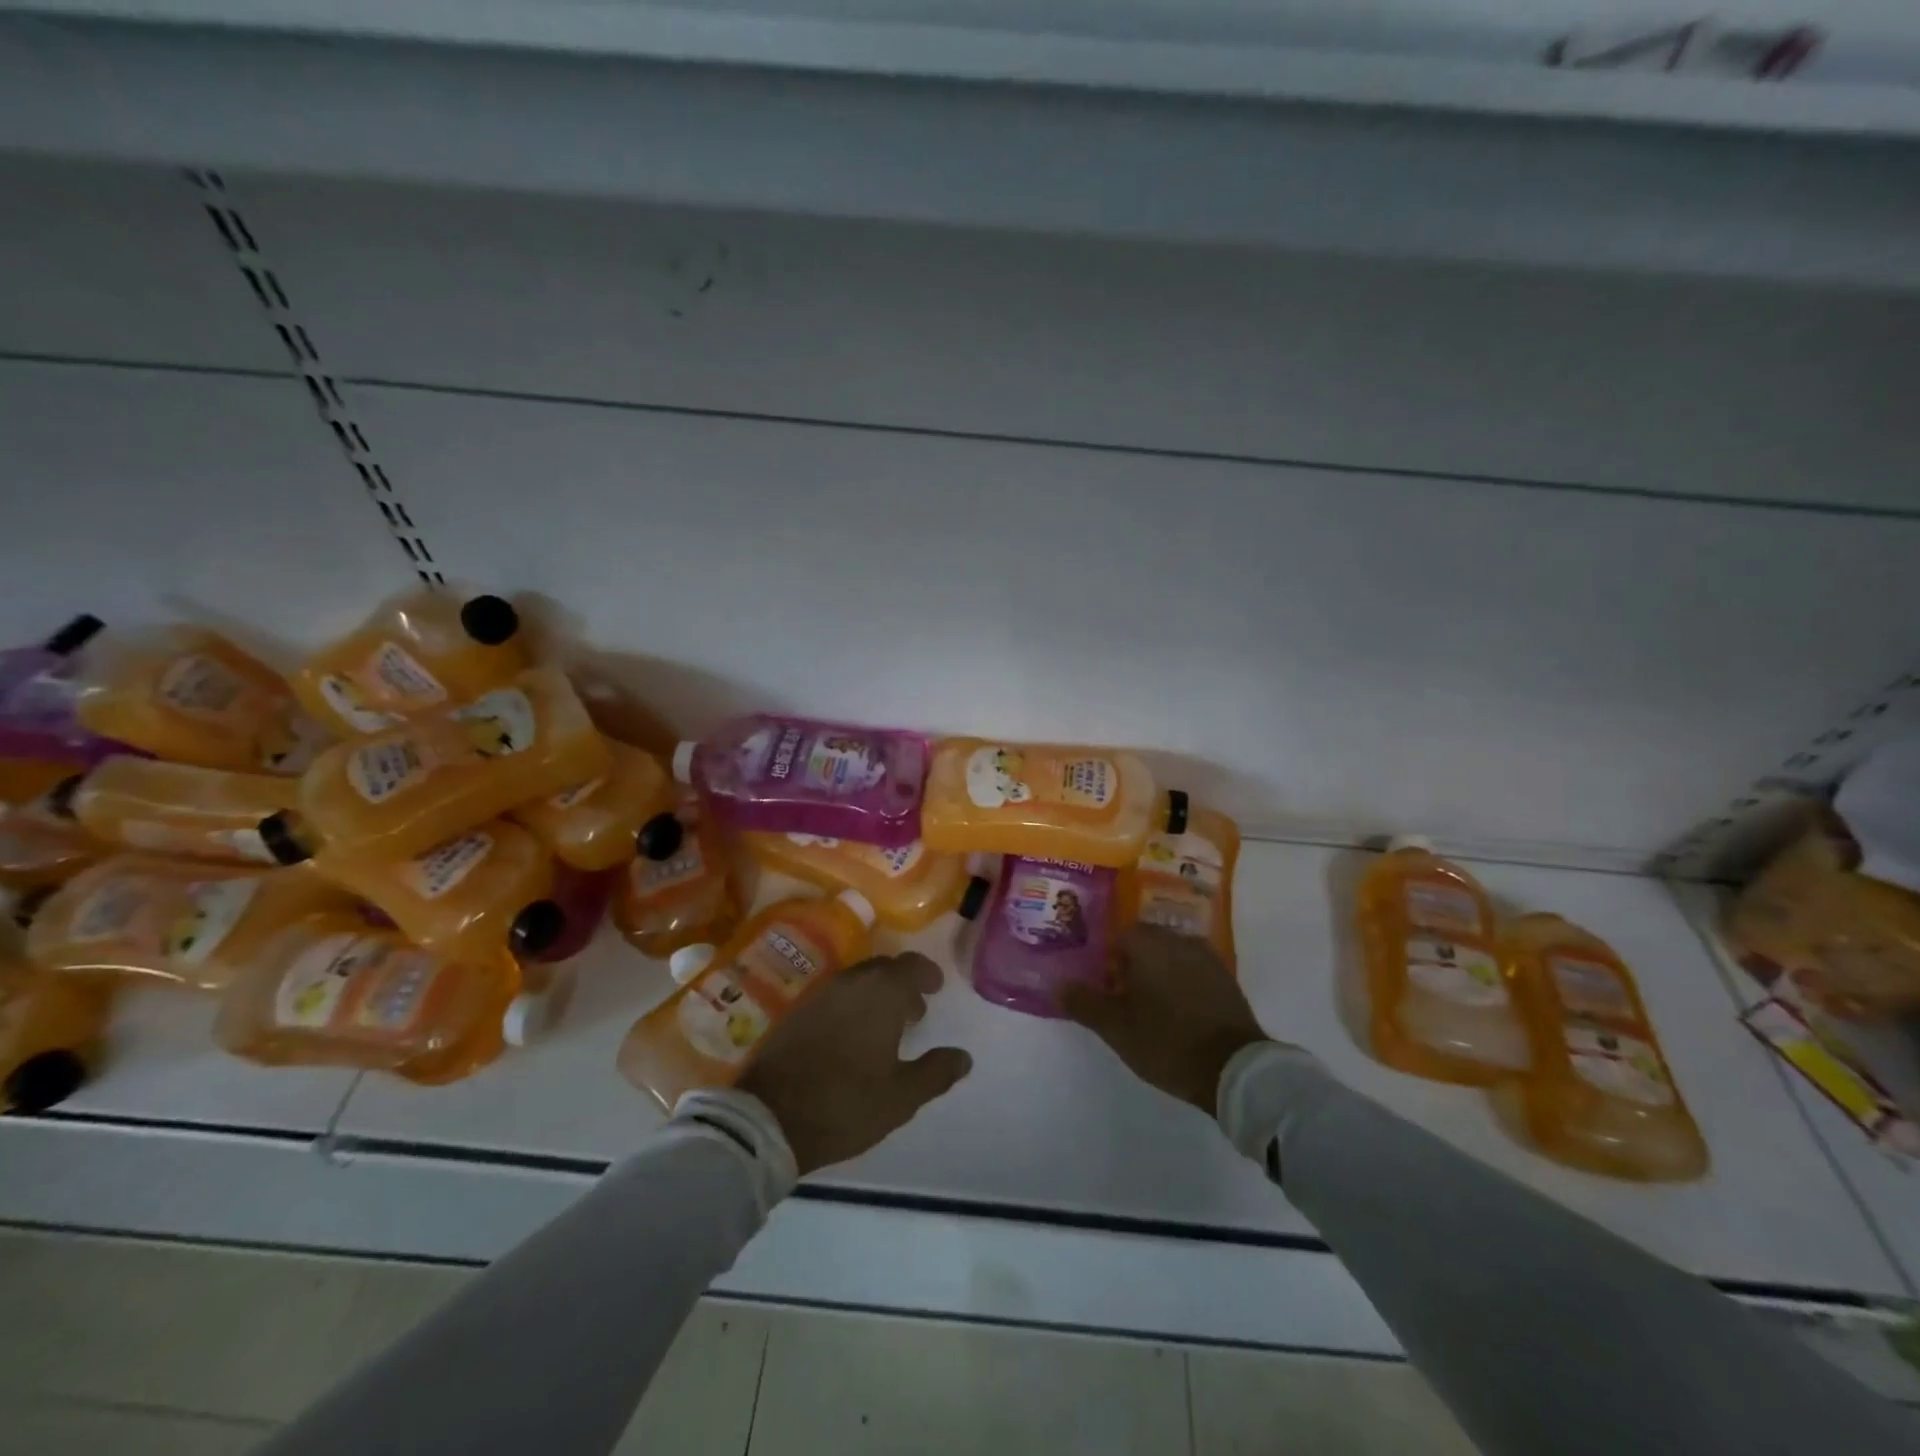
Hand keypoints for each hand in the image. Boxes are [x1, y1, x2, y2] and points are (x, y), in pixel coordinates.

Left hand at [738, 952, 972, 1175]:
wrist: (771, 1117)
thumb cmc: (846, 1103)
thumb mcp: (901, 1097)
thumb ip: (936, 1072)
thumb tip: (963, 1057)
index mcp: (881, 993)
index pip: (911, 966)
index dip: (927, 974)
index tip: (935, 989)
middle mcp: (851, 982)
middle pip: (883, 969)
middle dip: (901, 985)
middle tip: (913, 1013)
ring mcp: (819, 994)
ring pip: (856, 981)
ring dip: (874, 995)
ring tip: (883, 1028)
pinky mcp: (796, 1011)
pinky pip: (833, 996)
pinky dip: (849, 1006)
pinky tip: (850, 1037)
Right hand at [1062, 925, 1271, 1113]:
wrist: (1235, 1069)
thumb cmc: (1167, 1042)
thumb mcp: (1116, 1028)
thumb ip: (1084, 1003)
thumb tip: (1057, 984)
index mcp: (1149, 944)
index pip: (1118, 935)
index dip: (1106, 958)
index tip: (1102, 986)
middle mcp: (1179, 940)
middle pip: (1146, 942)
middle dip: (1131, 964)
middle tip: (1121, 998)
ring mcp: (1207, 958)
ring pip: (1171, 956)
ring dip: (1157, 974)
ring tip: (1148, 1008)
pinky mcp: (1226, 980)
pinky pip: (1193, 971)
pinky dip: (1181, 984)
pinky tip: (1176, 1013)